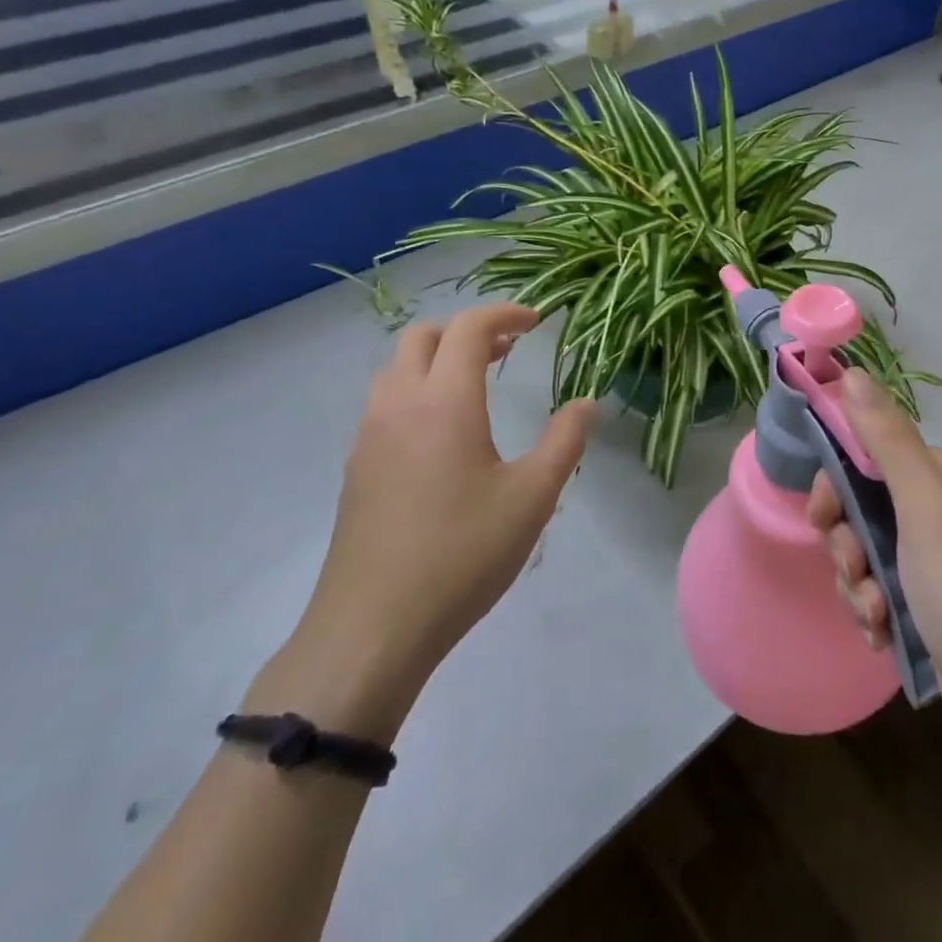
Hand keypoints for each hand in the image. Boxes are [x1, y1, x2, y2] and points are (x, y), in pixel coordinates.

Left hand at [251, 304, 595, 742]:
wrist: (371, 628)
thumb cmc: (462, 554)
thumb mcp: (533, 497)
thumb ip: (564, 441)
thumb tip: (586, 403)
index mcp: (445, 401)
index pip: (469, 328)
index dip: (505, 313)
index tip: (537, 321)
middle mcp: (399, 404)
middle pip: (423, 336)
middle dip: (467, 330)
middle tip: (507, 349)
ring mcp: (369, 436)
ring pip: (397, 368)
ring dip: (437, 358)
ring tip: (477, 385)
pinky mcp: (356, 467)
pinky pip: (385, 402)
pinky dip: (417, 390)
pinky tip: (444, 434)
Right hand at [808, 370, 941, 792]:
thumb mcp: (923, 505)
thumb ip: (886, 438)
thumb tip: (851, 371)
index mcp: (939, 473)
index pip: (865, 454)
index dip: (835, 484)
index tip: (823, 518)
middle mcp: (937, 507)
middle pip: (859, 506)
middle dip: (845, 543)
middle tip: (855, 572)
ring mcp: (933, 557)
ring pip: (863, 552)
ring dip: (857, 584)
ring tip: (875, 617)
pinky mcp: (928, 602)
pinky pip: (878, 589)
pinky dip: (872, 611)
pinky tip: (882, 636)